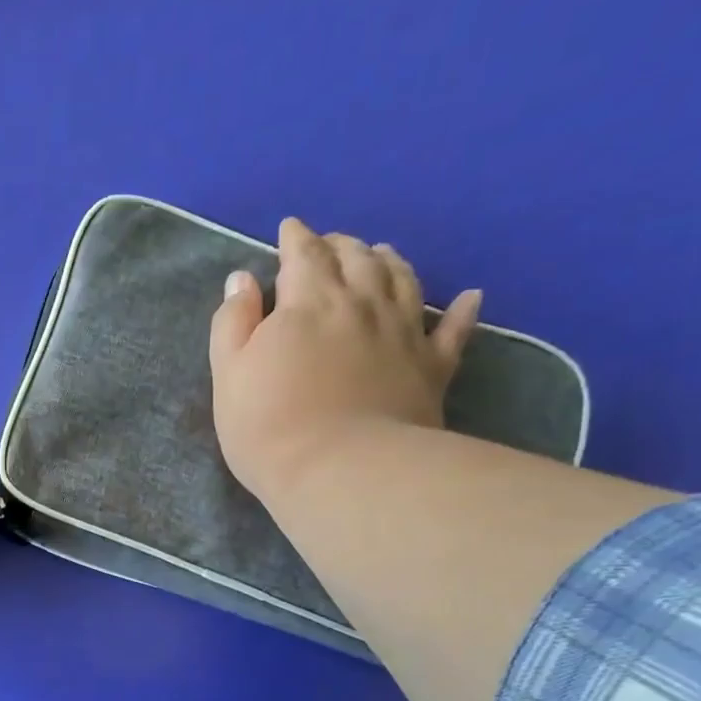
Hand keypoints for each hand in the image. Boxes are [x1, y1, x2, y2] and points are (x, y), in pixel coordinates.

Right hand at [208, 218, 483, 505]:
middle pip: (356, 258)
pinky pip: (454, 331)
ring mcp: (403, 333)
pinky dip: (462, 311)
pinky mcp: (432, 368)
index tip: (289, 229)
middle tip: (330, 243)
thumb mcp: (229, 374)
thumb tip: (241, 280)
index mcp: (309, 301)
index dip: (295, 238)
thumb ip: (233, 322)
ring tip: (381, 254)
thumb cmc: (268, 425)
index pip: (303, 254)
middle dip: (340, 245)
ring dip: (390, 261)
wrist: (341, 471)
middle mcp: (361, 304)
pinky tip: (471, 297)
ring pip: (403, 280)